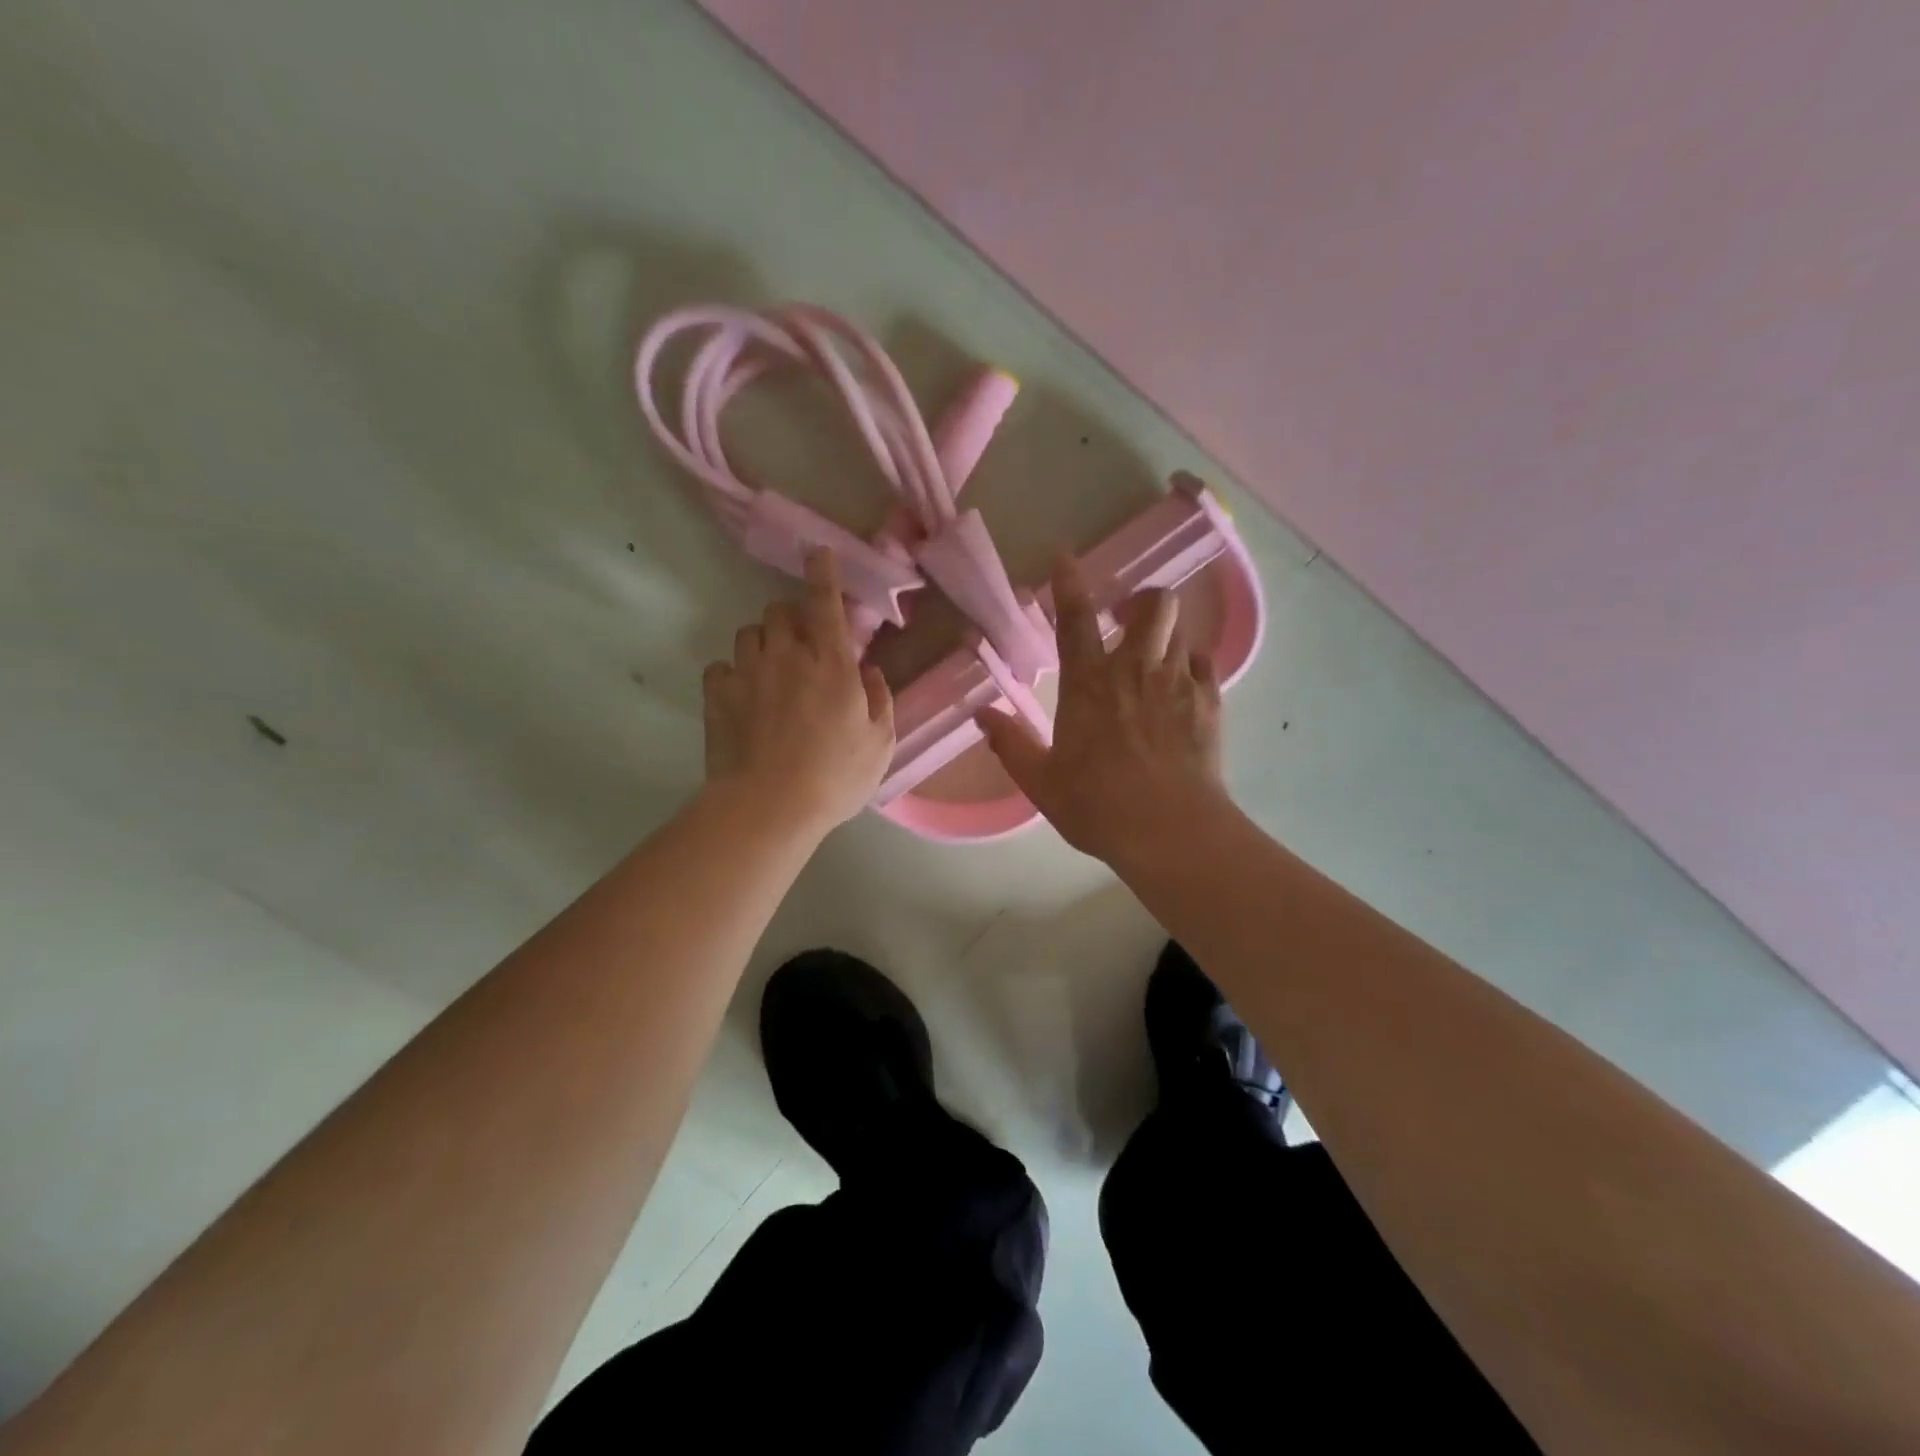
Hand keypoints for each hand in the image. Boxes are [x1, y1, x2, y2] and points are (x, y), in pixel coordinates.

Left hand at [702, 550, 894, 836]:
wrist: (769, 806)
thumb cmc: (835, 777)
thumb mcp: (880, 744)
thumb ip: (880, 700)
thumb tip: (870, 672)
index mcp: (832, 664)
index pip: (826, 604)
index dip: (823, 574)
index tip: (818, 553)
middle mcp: (788, 656)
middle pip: (780, 611)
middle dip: (792, 618)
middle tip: (802, 644)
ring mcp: (748, 673)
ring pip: (749, 633)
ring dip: (763, 642)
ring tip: (770, 670)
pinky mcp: (718, 695)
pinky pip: (721, 667)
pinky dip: (733, 674)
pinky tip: (742, 695)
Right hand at [976, 556, 1225, 865]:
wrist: (1170, 832)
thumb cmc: (1097, 805)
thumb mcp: (1041, 781)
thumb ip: (1011, 744)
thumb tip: (982, 714)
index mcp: (1088, 684)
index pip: (1075, 619)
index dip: (1069, 584)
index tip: (1065, 557)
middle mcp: (1134, 670)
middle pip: (1152, 605)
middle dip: (1141, 601)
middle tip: (1127, 620)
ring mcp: (1177, 683)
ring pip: (1179, 628)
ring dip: (1164, 633)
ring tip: (1153, 656)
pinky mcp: (1209, 703)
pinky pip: (1205, 663)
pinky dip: (1192, 663)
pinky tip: (1183, 683)